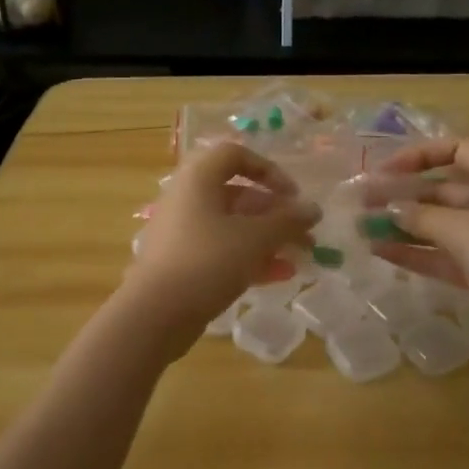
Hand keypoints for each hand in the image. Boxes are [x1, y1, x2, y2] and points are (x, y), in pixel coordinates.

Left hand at [124, 142, 318, 344]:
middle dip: (276, 213)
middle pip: (238, 194)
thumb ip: (287, 221)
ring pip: (233, 225)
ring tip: (302, 256)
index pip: (236, 155)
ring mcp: (183, 232)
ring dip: (269, 238)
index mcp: (198, 179)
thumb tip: (313, 209)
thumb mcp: (254, 239)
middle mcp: (188, 199)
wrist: (155, 314)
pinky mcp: (183, 262)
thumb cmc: (207, 261)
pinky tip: (280, 275)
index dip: (269, 170)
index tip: (293, 195)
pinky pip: (222, 250)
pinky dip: (250, 257)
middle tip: (306, 233)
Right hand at [362, 138, 468, 350]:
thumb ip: (423, 218)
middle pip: (441, 191)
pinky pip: (441, 255)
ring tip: (363, 228)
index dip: (422, 154)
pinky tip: (381, 252)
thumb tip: (390, 209)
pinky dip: (414, 253)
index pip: (458, 150)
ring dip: (403, 226)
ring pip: (437, 225)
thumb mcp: (466, 229)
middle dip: (403, 195)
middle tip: (364, 201)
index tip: (387, 169)